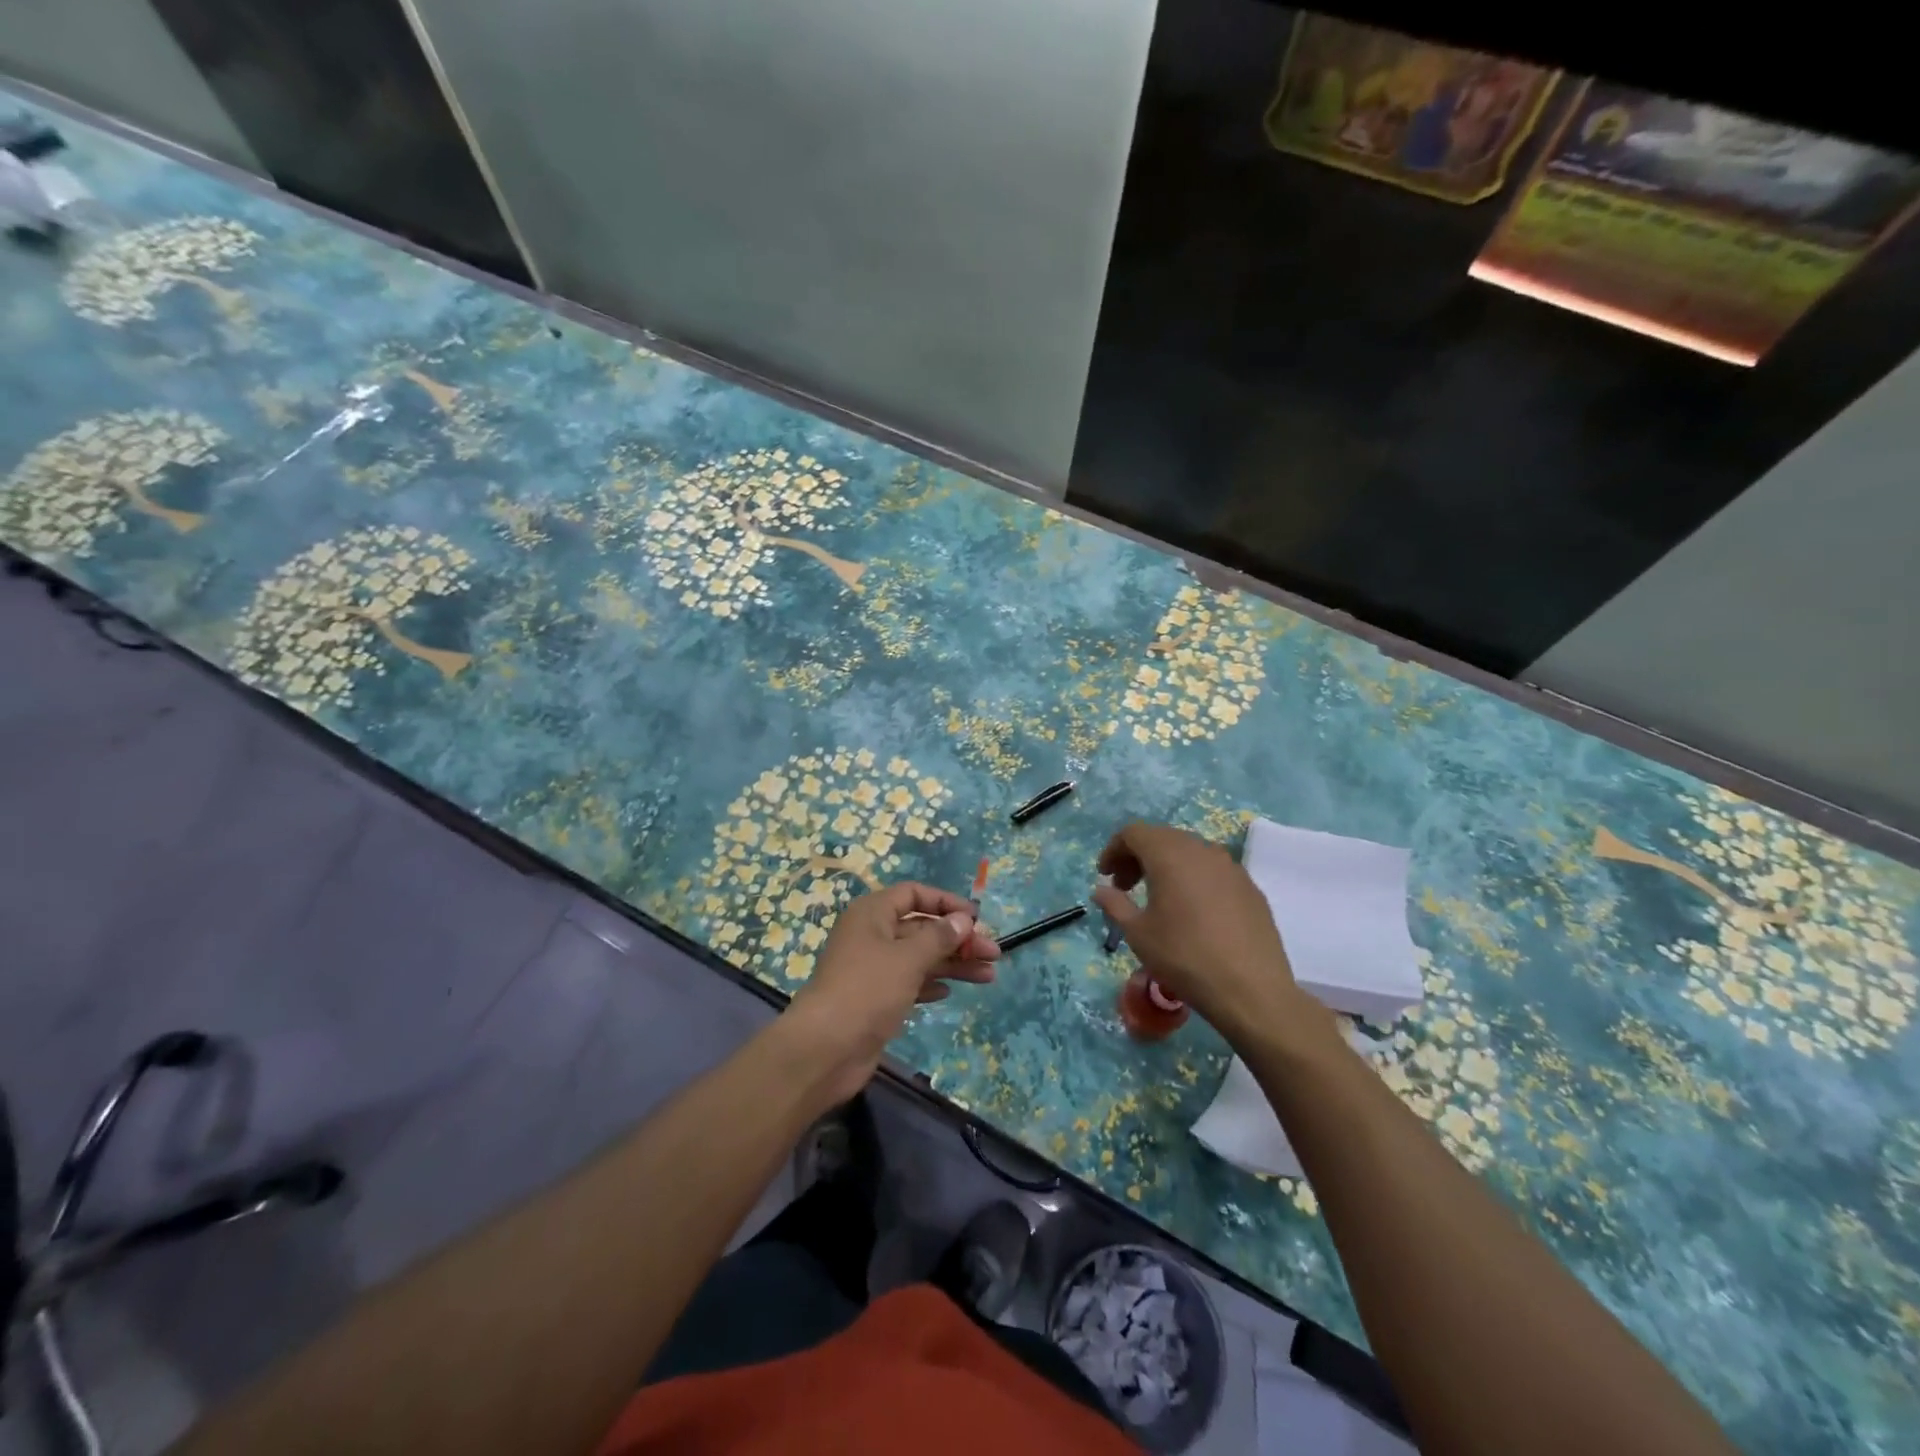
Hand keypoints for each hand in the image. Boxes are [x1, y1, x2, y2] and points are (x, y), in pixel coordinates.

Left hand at [788, 883, 999, 1102]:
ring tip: (988, 975)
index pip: (913, 894)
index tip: (975, 918)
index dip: (945, 902)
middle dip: (958, 939)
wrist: (825, 1049)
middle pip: (922, 928)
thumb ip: (939, 937)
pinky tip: (950, 992)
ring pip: (920, 957)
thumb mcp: (908, 958)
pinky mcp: (876, 999)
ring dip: (953, 964)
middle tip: (993, 953)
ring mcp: (873, 969)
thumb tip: (964, 919)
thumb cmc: (867, 990)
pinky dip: (931, 984)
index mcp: (873, 914)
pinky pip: (910, 982)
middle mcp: (872, 935)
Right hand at [1093, 821, 1317, 1045]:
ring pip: (1190, 852)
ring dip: (1166, 866)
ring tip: (1158, 898)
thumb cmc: (1185, 957)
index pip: (1134, 833)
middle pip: (1162, 838)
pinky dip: (1193, 879)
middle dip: (1138, 857)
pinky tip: (1192, 911)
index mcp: (1170, 855)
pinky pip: (1213, 871)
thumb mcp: (1138, 933)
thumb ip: (1115, 904)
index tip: (1105, 876)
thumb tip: (1101, 890)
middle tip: (1125, 887)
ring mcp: (1231, 867)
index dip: (1114, 850)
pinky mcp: (1250, 887)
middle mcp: (1202, 850)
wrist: (1251, 990)